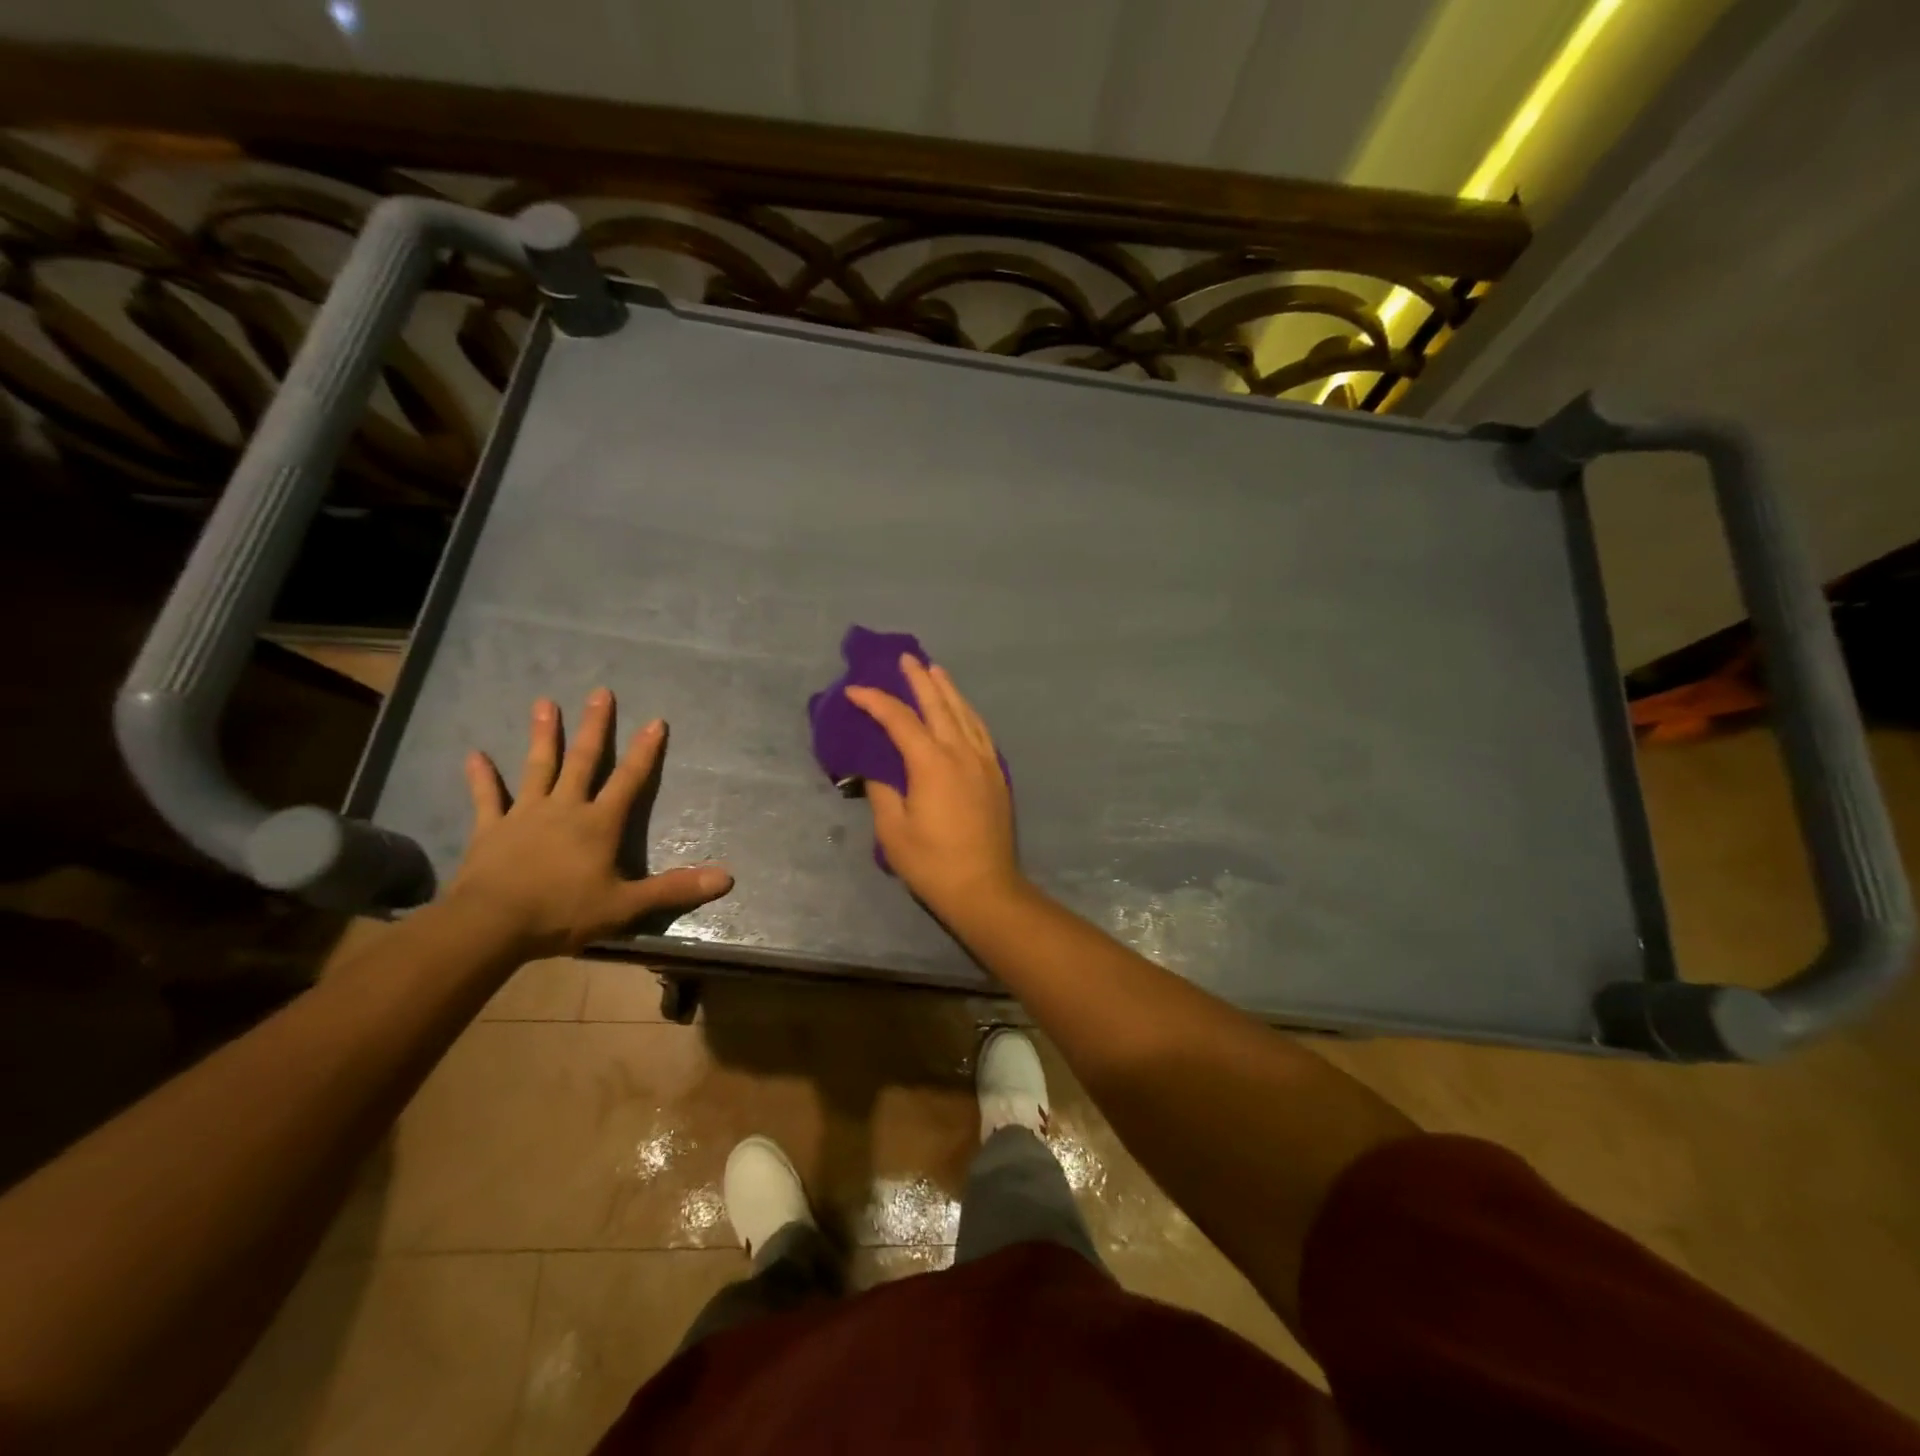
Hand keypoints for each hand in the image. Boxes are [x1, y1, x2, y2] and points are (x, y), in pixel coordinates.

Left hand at [448, 689, 731, 957]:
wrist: (491, 924)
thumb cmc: (562, 912)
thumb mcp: (627, 905)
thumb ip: (675, 889)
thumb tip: (727, 879)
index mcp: (599, 824)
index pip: (629, 780)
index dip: (645, 752)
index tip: (656, 721)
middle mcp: (565, 808)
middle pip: (583, 761)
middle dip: (595, 727)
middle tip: (600, 693)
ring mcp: (525, 815)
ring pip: (538, 767)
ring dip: (544, 736)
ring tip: (545, 703)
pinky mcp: (491, 829)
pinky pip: (487, 798)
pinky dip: (481, 777)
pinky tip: (474, 754)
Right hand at [846, 656, 1022, 916]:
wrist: (985, 888)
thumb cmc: (933, 864)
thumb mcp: (893, 831)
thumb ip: (882, 793)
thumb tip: (877, 771)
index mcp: (932, 763)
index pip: (900, 720)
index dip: (876, 702)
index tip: (855, 691)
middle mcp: (961, 753)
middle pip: (939, 705)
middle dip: (920, 679)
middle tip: (906, 658)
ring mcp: (984, 762)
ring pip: (965, 714)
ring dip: (948, 690)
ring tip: (936, 671)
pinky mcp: (996, 775)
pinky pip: (981, 732)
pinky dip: (968, 713)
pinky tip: (963, 711)